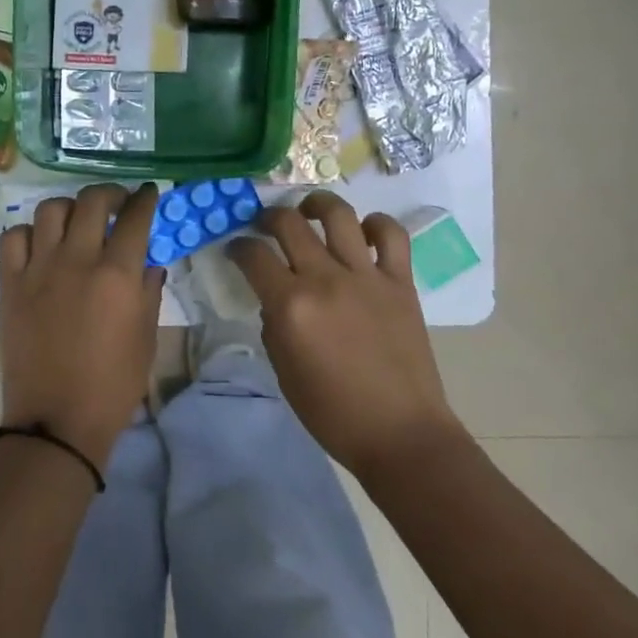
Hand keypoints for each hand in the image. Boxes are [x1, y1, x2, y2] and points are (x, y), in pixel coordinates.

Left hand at [0, 183, 165, 467]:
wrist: (57, 419)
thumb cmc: (113, 383)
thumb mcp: (146, 337)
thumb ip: (149, 290)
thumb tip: (149, 260)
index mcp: (117, 274)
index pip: (135, 217)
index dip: (145, 199)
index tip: (149, 193)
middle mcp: (77, 260)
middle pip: (92, 201)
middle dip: (110, 193)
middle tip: (116, 203)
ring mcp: (39, 269)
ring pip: (51, 209)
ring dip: (70, 208)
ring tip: (77, 222)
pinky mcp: (11, 284)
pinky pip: (14, 237)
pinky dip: (29, 233)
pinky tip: (41, 246)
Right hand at [228, 192, 463, 480]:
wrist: (400, 433)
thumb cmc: (333, 413)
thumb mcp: (284, 372)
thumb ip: (274, 326)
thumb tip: (276, 299)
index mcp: (291, 306)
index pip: (253, 256)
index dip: (238, 247)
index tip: (236, 249)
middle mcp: (325, 279)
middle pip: (289, 223)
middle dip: (269, 217)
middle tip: (266, 224)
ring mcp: (366, 276)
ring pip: (339, 215)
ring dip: (318, 204)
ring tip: (311, 210)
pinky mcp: (400, 282)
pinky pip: (391, 235)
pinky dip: (376, 225)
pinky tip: (364, 232)